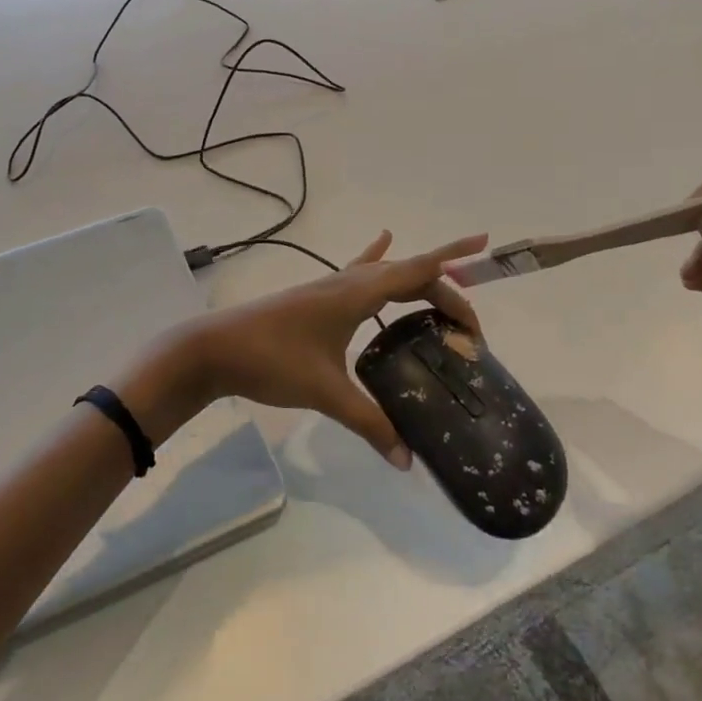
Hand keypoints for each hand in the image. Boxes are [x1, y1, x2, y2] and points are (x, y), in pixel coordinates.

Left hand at [122, 231, 488, 467]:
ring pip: (387, 272)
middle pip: (409, 274)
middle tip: (471, 328)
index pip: (418, 272)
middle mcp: (350, 280)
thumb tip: (407, 460)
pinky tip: (382, 240)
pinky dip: (377, 256)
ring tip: (445, 291)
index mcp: (358, 292)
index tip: (486, 253)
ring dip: (418, 278)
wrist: (215, 348)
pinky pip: (359, 270)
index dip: (454, 264)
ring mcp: (332, 285)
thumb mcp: (325, 391)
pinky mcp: (319, 296)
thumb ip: (370, 423)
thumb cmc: (272, 360)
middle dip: (445, 291)